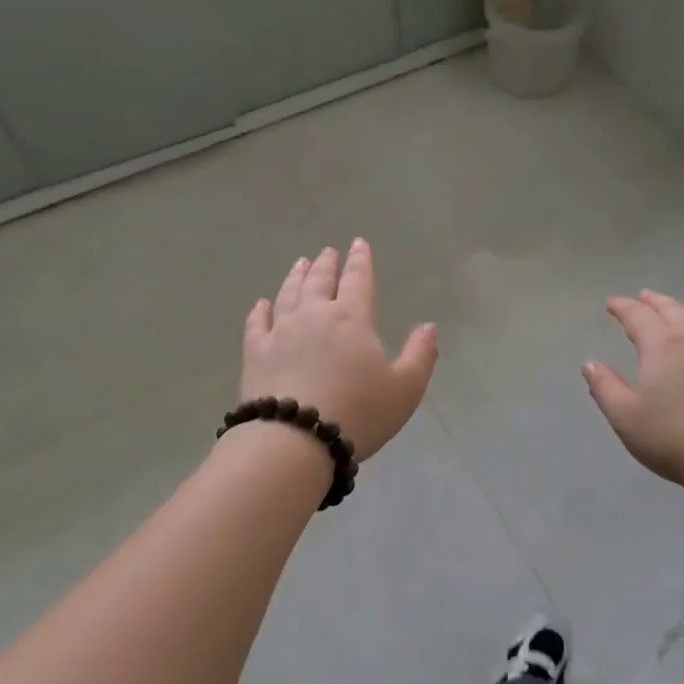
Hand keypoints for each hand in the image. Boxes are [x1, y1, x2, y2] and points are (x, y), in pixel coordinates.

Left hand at [239, 240, 437, 461]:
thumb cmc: (357, 414)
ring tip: (300, 264)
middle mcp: (314, 316)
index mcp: (352, 319)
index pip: (358, 280)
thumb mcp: (405, 389)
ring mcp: (280, 333)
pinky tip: (261, 304)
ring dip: (296, 277)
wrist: (295, 440)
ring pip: (288, 295)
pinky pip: (256, 324)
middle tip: (328, 252)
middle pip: (320, 281)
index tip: (358, 244)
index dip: (361, 261)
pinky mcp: (255, 354)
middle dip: (327, 264)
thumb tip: (429, 326)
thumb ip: (420, 355)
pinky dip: (260, 310)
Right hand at [583, 290, 683, 490]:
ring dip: (677, 315)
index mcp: (663, 347)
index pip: (639, 317)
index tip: (611, 303)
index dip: (623, 307)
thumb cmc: (672, 437)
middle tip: (643, 296)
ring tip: (668, 317)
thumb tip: (590, 364)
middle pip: (672, 311)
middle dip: (654, 302)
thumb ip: (605, 387)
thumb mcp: (625, 416)